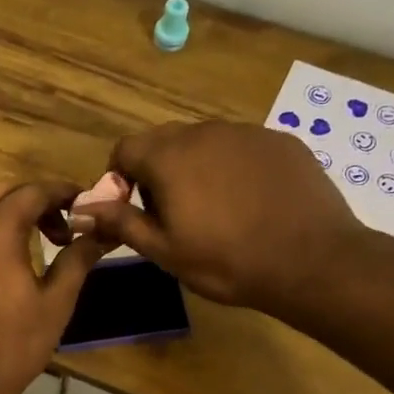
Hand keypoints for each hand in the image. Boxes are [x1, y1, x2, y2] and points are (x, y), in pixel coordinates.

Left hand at [0, 180, 108, 393]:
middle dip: (31, 200)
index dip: (61, 193)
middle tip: (55, 229)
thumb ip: (77, 259)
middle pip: (0, 192)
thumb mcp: (56, 303)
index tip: (80, 204)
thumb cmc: (13, 344)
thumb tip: (98, 234)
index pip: (33, 191)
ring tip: (22, 242)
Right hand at [77, 121, 362, 315]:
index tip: (134, 210)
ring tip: (217, 210)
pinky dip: (234, 168)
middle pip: (164, 141)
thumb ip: (120, 222)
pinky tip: (251, 202)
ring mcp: (247, 133)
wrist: (312, 261)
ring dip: (197, 168)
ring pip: (204, 143)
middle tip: (174, 214)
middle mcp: (205, 132)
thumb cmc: (227, 261)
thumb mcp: (164, 250)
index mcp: (169, 157)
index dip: (120, 179)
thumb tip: (81, 208)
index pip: (124, 149)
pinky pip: (242, 148)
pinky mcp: (281, 141)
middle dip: (158, 171)